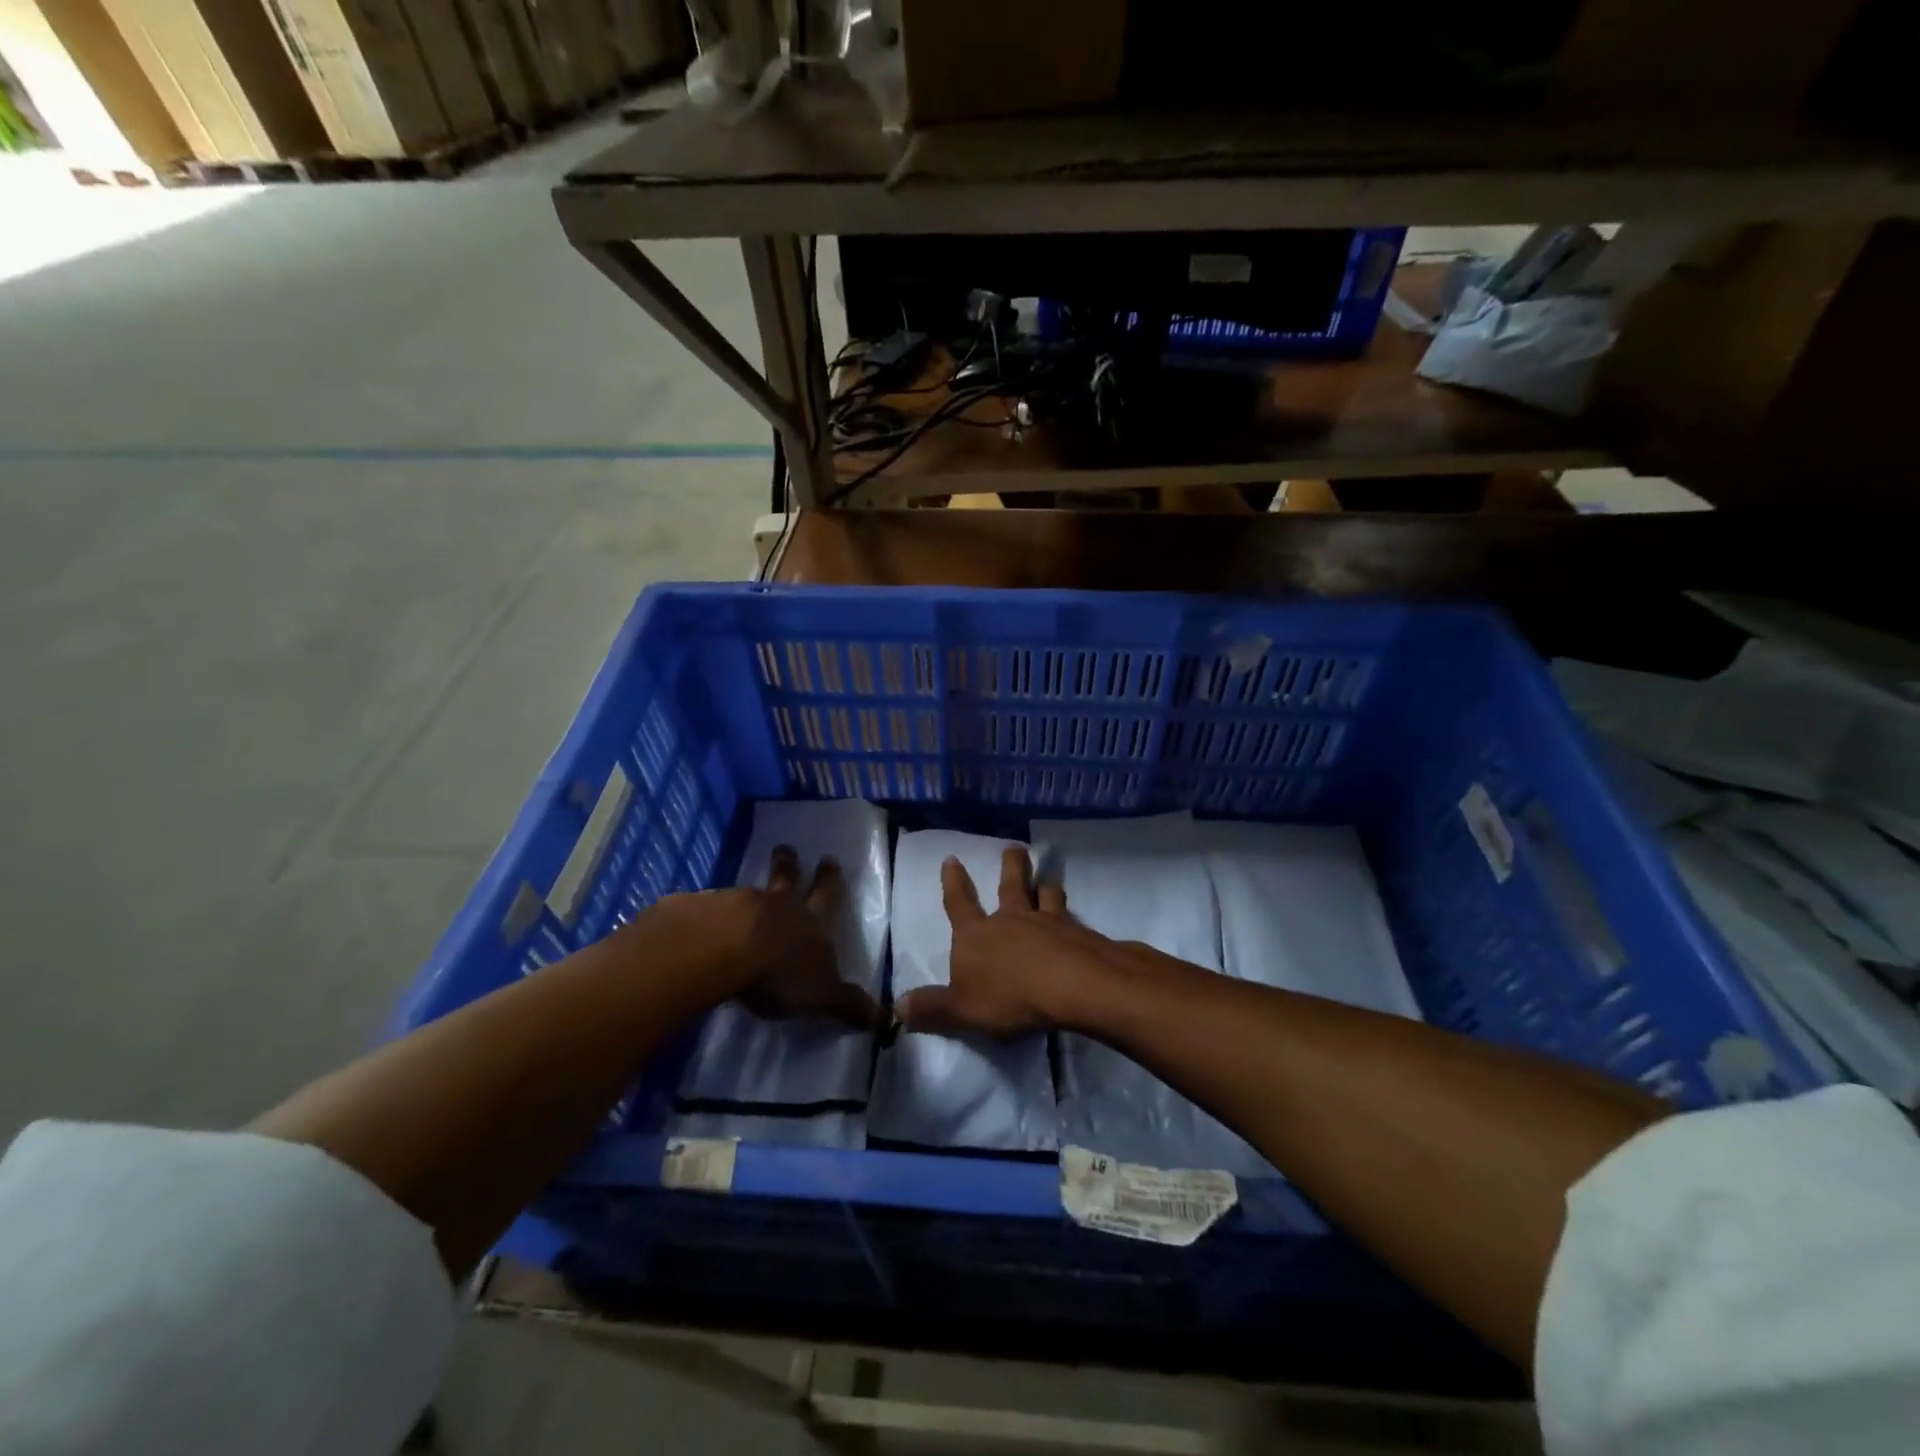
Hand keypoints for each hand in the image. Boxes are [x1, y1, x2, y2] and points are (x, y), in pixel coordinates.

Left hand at [636, 845, 877, 1028]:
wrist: (727, 950)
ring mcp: (741, 906)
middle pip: (788, 880)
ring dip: (755, 887)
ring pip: (753, 891)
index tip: (828, 859)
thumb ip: (848, 1005)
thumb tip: (887, 1020)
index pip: (826, 898)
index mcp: (812, 924)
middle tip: (787, 848)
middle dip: (791, 866)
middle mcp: (780, 908)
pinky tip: (708, 914)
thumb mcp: (822, 995)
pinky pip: (714, 906)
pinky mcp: (706, 912)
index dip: (829, 881)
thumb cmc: (781, 973)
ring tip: (750, 884)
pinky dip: (715, 908)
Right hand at [896, 846, 1107, 1036]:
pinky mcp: (1079, 932)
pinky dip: (1074, 916)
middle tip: (1014, 847)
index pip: (959, 904)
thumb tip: (898, 1007)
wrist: (1069, 985)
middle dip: (1011, 865)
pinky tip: (1080, 921)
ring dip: (1045, 885)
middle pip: (1011, 884)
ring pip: (1045, 894)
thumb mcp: (961, 1010)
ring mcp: (1048, 921)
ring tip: (1048, 878)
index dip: (953, 882)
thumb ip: (932, 1008)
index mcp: (977, 935)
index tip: (951, 859)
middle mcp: (1011, 919)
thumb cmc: (1008, 997)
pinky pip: (1074, 917)